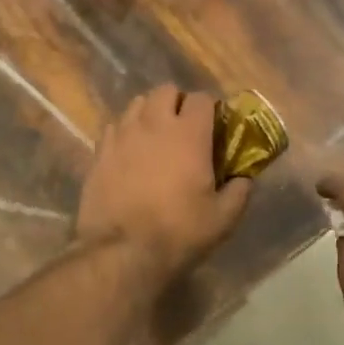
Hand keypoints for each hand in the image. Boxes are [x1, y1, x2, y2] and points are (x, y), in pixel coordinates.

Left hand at [76, 85, 251, 285]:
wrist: (121, 253)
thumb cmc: (178, 232)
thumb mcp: (222, 219)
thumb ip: (239, 192)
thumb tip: (244, 179)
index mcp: (189, 133)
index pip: (201, 98)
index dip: (209, 109)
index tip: (212, 127)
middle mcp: (154, 123)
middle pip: (166, 91)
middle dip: (176, 103)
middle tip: (183, 129)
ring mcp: (123, 134)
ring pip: (137, 104)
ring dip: (149, 113)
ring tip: (154, 137)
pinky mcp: (99, 151)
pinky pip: (114, 127)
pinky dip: (125, 133)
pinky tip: (129, 154)